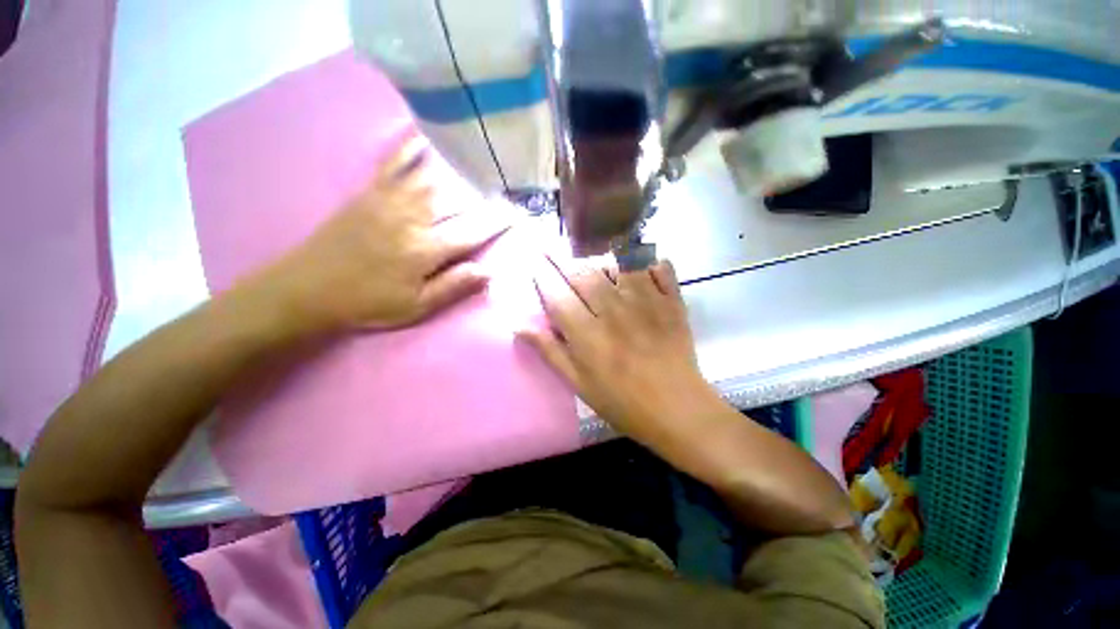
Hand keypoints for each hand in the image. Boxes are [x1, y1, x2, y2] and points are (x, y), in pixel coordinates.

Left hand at [245, 133, 510, 335]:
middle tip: (508, 183)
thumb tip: (489, 271)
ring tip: (482, 158)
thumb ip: (454, 286)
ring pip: (433, 175)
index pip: (472, 231)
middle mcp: (412, 217)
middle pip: (457, 198)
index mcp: (425, 249)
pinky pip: (396, 162)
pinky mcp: (371, 191)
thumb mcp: (416, 306)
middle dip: (486, 192)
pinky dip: (414, 146)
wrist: (308, 288)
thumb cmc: (368, 302)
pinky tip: (429, 135)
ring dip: (461, 167)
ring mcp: (390, 199)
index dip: (498, 222)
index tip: (518, 213)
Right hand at [519, 256, 723, 444]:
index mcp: (587, 334)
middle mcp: (614, 311)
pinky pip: (659, 268)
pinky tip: (639, 257)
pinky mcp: (672, 302)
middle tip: (553, 248)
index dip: (543, 275)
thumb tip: (518, 326)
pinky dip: (648, 257)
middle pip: (584, 274)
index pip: (557, 295)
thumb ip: (550, 351)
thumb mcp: (579, 384)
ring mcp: (646, 302)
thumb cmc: (622, 402)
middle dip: (563, 259)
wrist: (677, 410)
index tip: (534, 262)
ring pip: (619, 263)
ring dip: (602, 253)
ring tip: (591, 249)